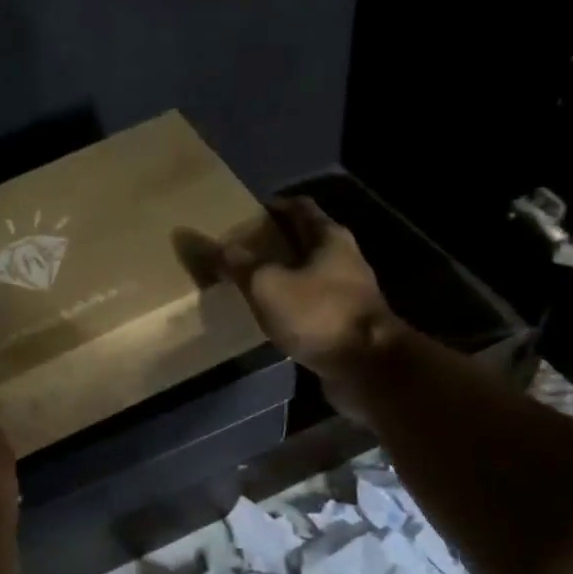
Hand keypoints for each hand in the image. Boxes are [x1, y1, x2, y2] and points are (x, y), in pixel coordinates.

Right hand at [221, 197, 401, 413]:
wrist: (367, 367)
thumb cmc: (318, 314)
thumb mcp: (267, 285)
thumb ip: (237, 264)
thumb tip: (206, 243)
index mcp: (329, 237)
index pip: (299, 207)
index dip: (274, 206)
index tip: (247, 212)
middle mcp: (344, 259)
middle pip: (306, 241)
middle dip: (276, 243)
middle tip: (242, 249)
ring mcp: (349, 293)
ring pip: (310, 275)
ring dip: (284, 276)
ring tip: (252, 283)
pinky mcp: (346, 324)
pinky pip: (313, 306)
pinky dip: (292, 306)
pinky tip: (272, 316)